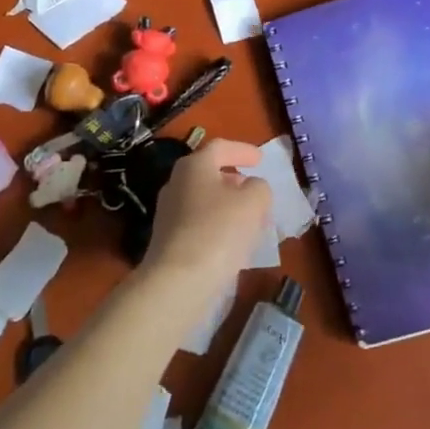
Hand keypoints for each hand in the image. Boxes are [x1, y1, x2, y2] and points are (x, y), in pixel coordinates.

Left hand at [137, 139, 271, 316]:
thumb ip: (259, 187)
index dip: (243, 150)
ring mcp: (168, 213)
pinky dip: (218, 225)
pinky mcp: (168, 240)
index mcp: (194, 166)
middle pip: (209, 174)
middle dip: (235, 180)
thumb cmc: (219, 231)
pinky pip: (199, 223)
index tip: (261, 159)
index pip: (220, 148)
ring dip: (228, 205)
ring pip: (205, 200)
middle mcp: (176, 183)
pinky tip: (234, 242)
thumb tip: (252, 188)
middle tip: (255, 190)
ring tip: (250, 218)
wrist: (179, 281)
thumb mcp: (253, 202)